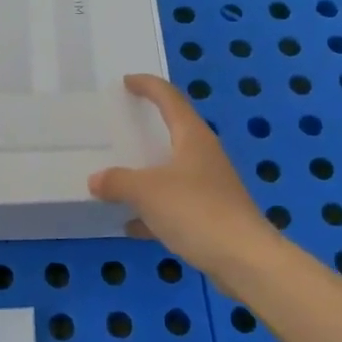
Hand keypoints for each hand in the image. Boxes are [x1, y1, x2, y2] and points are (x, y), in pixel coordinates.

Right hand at [89, 74, 283, 289]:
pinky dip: (153, 210)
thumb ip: (118, 182)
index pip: (170, 98)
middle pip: (174, 132)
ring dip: (148, 173)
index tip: (127, 81)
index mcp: (193, 137)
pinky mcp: (211, 215)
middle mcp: (204, 156)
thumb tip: (96, 179)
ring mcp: (210, 186)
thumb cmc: (196, 211)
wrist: (244, 260)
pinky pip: (175, 204)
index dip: (148, 86)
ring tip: (118, 176)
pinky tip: (132, 225)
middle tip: (120, 124)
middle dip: (147, 129)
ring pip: (173, 171)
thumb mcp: (147, 192)